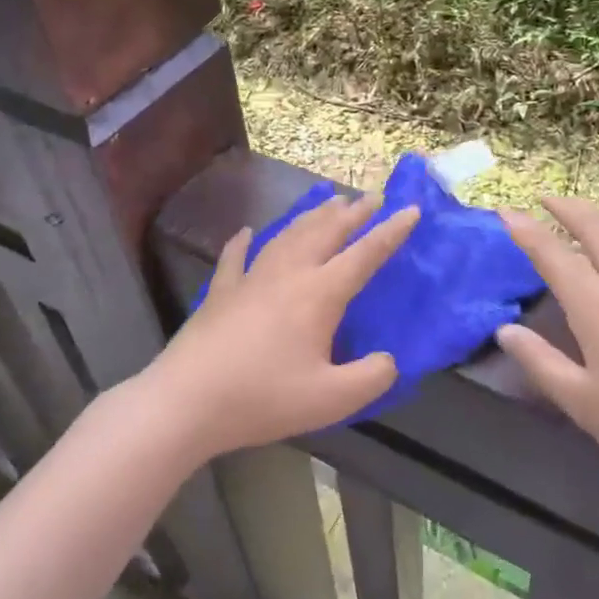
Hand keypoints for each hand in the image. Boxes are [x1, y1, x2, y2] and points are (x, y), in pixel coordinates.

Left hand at [145, 193, 419, 458]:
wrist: (187, 401)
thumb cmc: (263, 398)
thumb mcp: (331, 400)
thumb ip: (370, 378)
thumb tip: (388, 361)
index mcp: (319, 294)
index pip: (364, 255)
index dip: (391, 232)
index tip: (411, 210)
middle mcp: (288, 274)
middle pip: (325, 232)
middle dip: (353, 213)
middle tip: (371, 196)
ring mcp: (250, 279)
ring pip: (287, 236)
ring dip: (311, 217)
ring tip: (328, 202)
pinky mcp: (220, 293)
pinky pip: (235, 258)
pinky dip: (243, 242)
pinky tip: (245, 232)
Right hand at [495, 197, 598, 513]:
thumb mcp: (580, 401)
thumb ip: (539, 361)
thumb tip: (505, 331)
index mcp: (597, 305)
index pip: (552, 253)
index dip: (525, 229)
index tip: (505, 210)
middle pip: (597, 226)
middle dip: (568, 206)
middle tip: (546, 199)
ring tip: (586, 212)